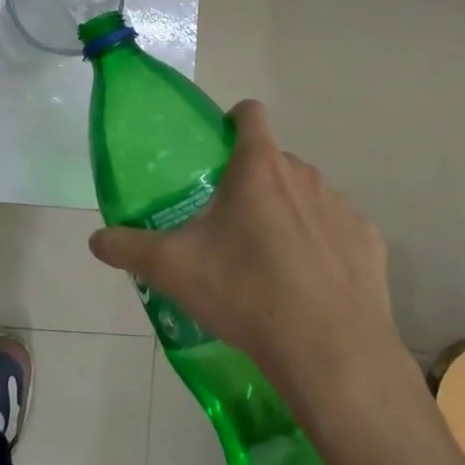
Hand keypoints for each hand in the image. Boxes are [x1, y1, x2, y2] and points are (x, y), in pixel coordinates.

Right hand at [88, 100, 403, 413]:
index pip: (250, 112)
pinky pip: (339, 230)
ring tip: (270, 261)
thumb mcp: (174, 270)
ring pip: (308, 195)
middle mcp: (305, 175)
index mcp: (259, 168)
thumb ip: (129, 248)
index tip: (218, 149)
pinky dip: (324, 245)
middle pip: (275, 161)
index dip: (233, 121)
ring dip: (289, 212)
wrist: (330, 352)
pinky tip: (311, 285)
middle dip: (254, 181)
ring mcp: (342, 207)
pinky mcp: (369, 241)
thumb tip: (95, 240)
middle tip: (232, 223)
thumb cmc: (246, 293)